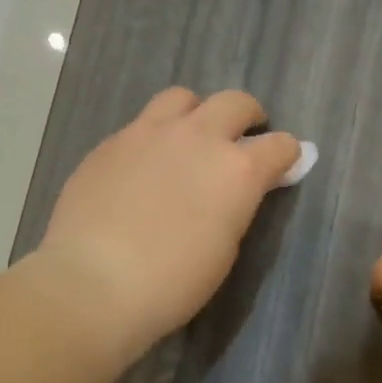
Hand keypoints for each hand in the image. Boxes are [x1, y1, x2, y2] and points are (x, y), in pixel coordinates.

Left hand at [37, 88, 299, 359]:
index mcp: (237, 170)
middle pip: (235, 103)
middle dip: (248, 117)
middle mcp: (198, 137)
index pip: (279, 145)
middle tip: (242, 140)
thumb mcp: (225, 248)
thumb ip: (237, 206)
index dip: (287, 155)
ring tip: (190, 141)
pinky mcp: (110, 143)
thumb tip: (239, 190)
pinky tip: (144, 168)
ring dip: (197, 114)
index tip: (284, 165)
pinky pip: (141, 125)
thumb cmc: (174, 282)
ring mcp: (148, 133)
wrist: (94, 284)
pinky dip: (155, 138)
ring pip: (183, 98)